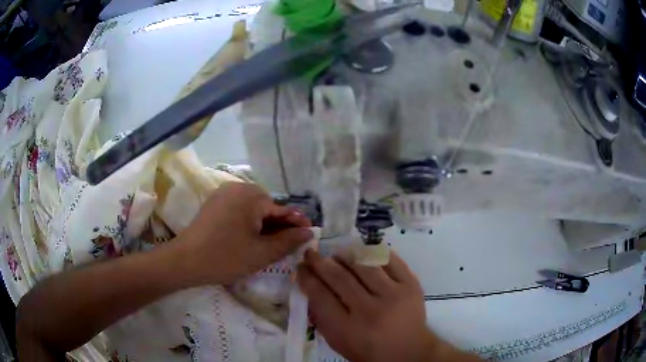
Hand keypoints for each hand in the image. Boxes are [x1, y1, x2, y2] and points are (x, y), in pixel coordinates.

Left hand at [177, 182, 312, 285]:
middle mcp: (238, 187)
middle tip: (287, 246)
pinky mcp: (215, 203)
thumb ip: (288, 241)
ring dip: (264, 226)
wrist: (185, 261)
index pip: (282, 209)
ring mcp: (224, 194)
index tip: (309, 236)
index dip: (296, 224)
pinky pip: (240, 210)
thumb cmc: (226, 257)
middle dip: (279, 226)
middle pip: (267, 207)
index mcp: (251, 195)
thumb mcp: (262, 253)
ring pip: (253, 210)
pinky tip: (251, 239)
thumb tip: (308, 232)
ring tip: (271, 245)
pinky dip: (249, 224)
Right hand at [297, 250, 474, 361]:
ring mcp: (393, 295)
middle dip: (320, 262)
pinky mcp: (411, 285)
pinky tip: (363, 252)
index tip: (300, 267)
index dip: (307, 278)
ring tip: (337, 253)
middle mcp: (370, 311)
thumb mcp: (338, 342)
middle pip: (339, 277)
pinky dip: (373, 252)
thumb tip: (310, 285)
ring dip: (345, 255)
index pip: (320, 296)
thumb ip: (322, 316)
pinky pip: (390, 260)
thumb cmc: (368, 350)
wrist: (408, 351)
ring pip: (364, 265)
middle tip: (311, 253)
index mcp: (348, 329)